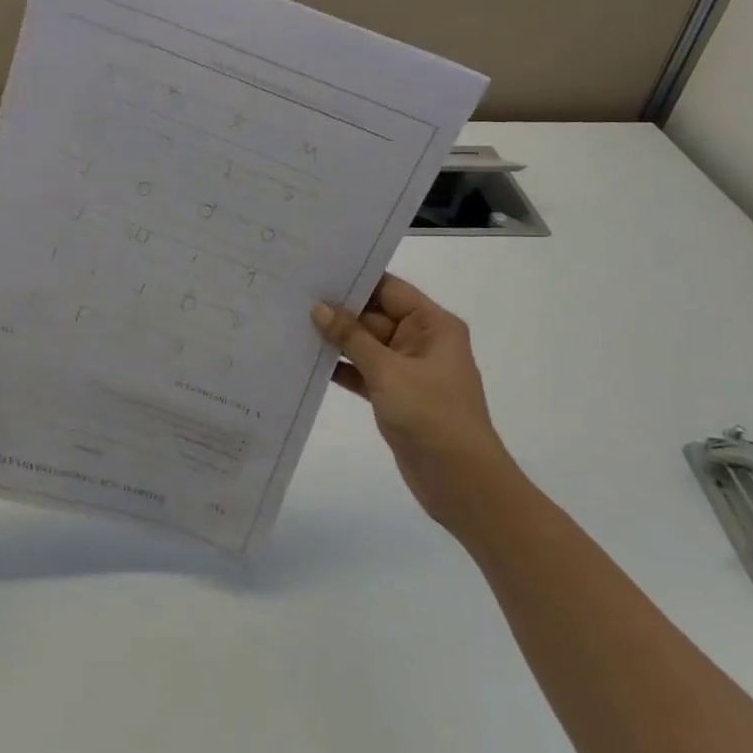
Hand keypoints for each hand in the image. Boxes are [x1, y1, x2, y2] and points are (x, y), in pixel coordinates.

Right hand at [312, 275, 521, 533]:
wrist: (462, 483)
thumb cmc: (432, 416)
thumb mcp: (388, 371)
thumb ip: (351, 337)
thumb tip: (318, 307)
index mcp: (433, 325)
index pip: (389, 289)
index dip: (354, 279)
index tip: (314, 269)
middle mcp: (421, 340)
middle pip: (373, 315)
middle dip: (337, 309)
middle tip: (292, 295)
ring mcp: (407, 369)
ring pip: (364, 344)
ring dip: (335, 339)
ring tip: (290, 323)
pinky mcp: (394, 394)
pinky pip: (362, 370)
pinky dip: (340, 367)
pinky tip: (306, 360)